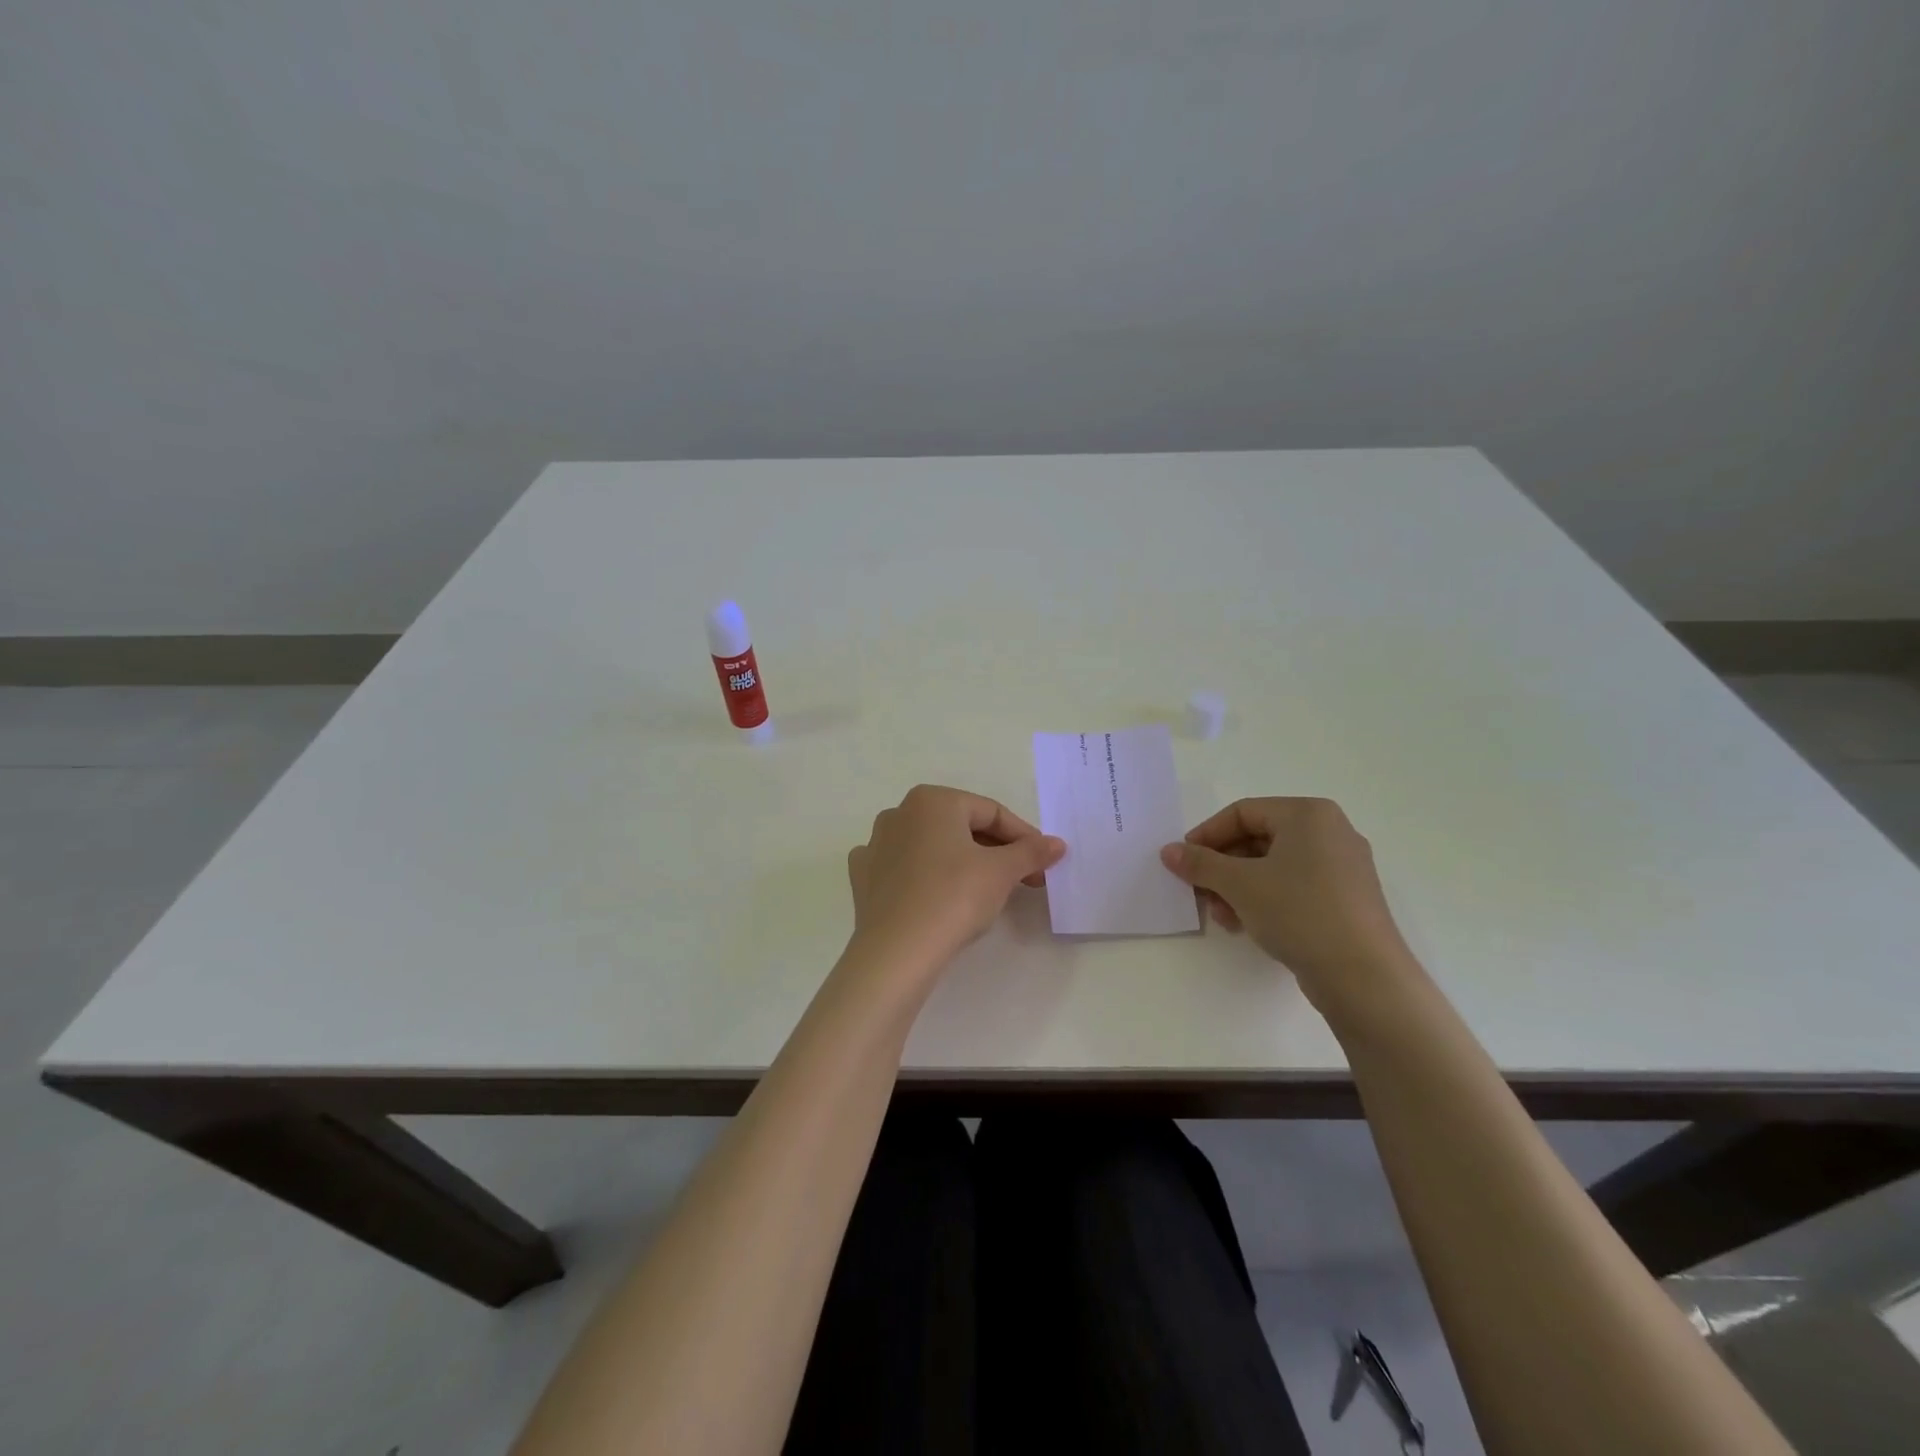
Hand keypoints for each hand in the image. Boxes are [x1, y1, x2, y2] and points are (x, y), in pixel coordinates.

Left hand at [846, 785, 1065, 972]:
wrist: (897, 952)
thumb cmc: (954, 898)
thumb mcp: (1001, 872)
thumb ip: (1031, 852)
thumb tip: (1057, 844)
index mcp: (932, 800)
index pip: (991, 812)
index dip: (1024, 837)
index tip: (1044, 863)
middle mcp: (899, 813)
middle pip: (960, 827)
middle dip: (996, 851)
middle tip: (1024, 879)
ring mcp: (875, 845)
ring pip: (931, 847)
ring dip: (961, 862)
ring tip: (986, 891)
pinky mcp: (863, 878)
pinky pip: (903, 869)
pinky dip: (924, 877)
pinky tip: (936, 895)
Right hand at [1159, 797, 1412, 1011]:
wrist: (1364, 978)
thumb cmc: (1299, 912)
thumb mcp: (1239, 885)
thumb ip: (1200, 863)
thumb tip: (1168, 851)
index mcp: (1308, 814)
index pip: (1242, 812)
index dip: (1206, 835)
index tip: (1182, 862)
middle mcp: (1330, 832)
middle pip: (1257, 839)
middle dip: (1222, 867)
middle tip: (1199, 893)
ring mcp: (1343, 867)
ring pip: (1274, 866)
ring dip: (1238, 887)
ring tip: (1221, 916)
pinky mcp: (1347, 899)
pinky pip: (1294, 887)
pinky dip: (1265, 899)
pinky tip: (1246, 925)